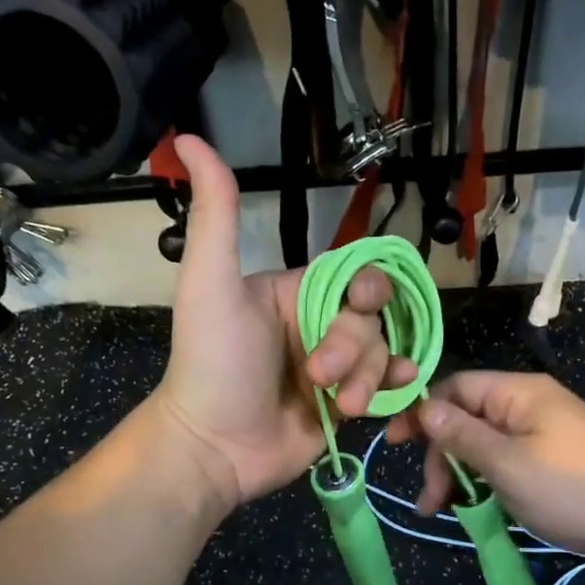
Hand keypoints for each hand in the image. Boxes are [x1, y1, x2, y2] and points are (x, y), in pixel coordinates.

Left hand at [151, 136, 415, 508]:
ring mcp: (336, 368)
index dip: (367, 286)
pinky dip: (395, 388)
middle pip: (373, 318)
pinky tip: (392, 396)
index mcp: (296, 292)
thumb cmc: (212, 362)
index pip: (354, 275)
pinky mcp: (346, 404)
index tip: (360, 303)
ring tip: (338, 404)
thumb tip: (189, 139)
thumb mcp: (210, 284)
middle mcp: (319, 324)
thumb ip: (217, 216)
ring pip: (383, 353)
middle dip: (353, 346)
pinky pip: (387, 385)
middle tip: (316, 374)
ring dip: (366, 377)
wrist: (213, 446)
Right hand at [387, 371, 584, 563]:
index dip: (421, 413)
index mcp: (517, 393)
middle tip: (429, 502)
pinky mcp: (550, 458)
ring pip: (483, 443)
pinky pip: (504, 460)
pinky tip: (475, 506)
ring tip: (445, 511)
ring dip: (459, 473)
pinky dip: (485, 481)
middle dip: (442, 456)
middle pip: (466, 418)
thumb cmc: (570, 488)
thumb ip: (462, 435)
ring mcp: (541, 432)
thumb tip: (425, 407)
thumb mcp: (507, 463)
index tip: (392, 445)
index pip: (455, 388)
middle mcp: (528, 404)